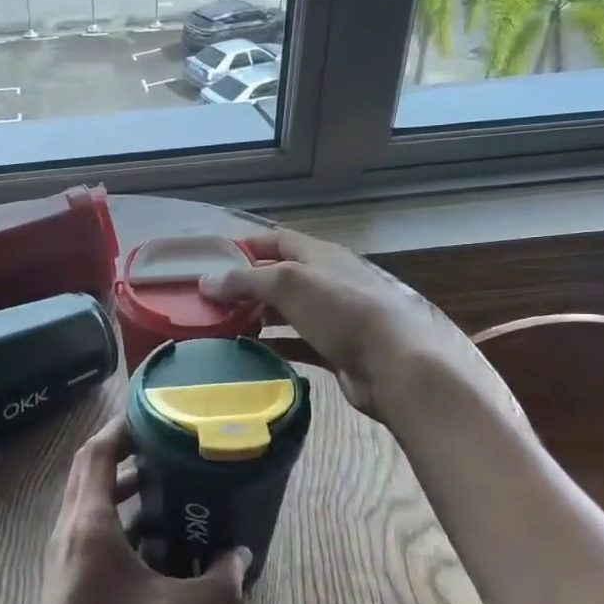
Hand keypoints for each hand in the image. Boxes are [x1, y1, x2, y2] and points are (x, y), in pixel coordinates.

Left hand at [10, 419, 248, 603]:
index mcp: (90, 521)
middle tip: (164, 439)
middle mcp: (71, 525)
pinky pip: (91, 522)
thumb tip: (244, 558)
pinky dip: (118, 513)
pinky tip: (153, 534)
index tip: (154, 412)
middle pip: (91, 467)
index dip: (123, 427)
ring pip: (89, 495)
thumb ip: (217, 587)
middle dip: (124, 447)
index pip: (99, 452)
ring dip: (121, 481)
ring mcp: (65, 548)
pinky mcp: (68, 569)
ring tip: (164, 478)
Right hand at [201, 228, 465, 418]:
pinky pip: (301, 344)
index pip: (280, 240)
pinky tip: (255, 354)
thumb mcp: (289, 283)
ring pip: (291, 312)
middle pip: (284, 276)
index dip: (249, 245)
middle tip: (214, 302)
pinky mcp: (340, 351)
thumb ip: (246, 280)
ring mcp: (338, 317)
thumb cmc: (343, 310)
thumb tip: (206, 281)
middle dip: (250, 286)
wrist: (398, 363)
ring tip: (227, 328)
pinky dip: (277, 346)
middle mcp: (331, 281)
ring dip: (262, 317)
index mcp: (323, 256)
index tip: (215, 260)